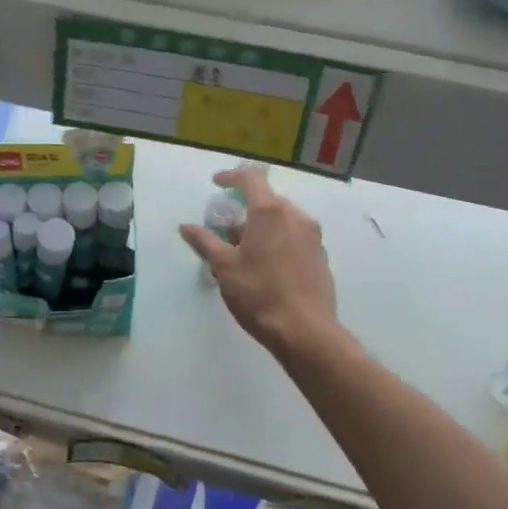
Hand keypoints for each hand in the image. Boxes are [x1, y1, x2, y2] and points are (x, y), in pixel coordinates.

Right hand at [180, 168, 339, 356]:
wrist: (306, 331)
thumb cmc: (259, 293)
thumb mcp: (224, 267)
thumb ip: (205, 242)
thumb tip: (186, 226)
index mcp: (270, 211)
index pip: (251, 178)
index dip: (231, 176)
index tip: (216, 183)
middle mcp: (296, 216)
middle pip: (268, 200)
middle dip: (245, 210)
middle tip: (227, 232)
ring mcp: (313, 237)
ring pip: (282, 220)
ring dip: (262, 228)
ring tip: (244, 254)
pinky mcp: (320, 257)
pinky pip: (294, 238)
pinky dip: (278, 242)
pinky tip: (266, 268)